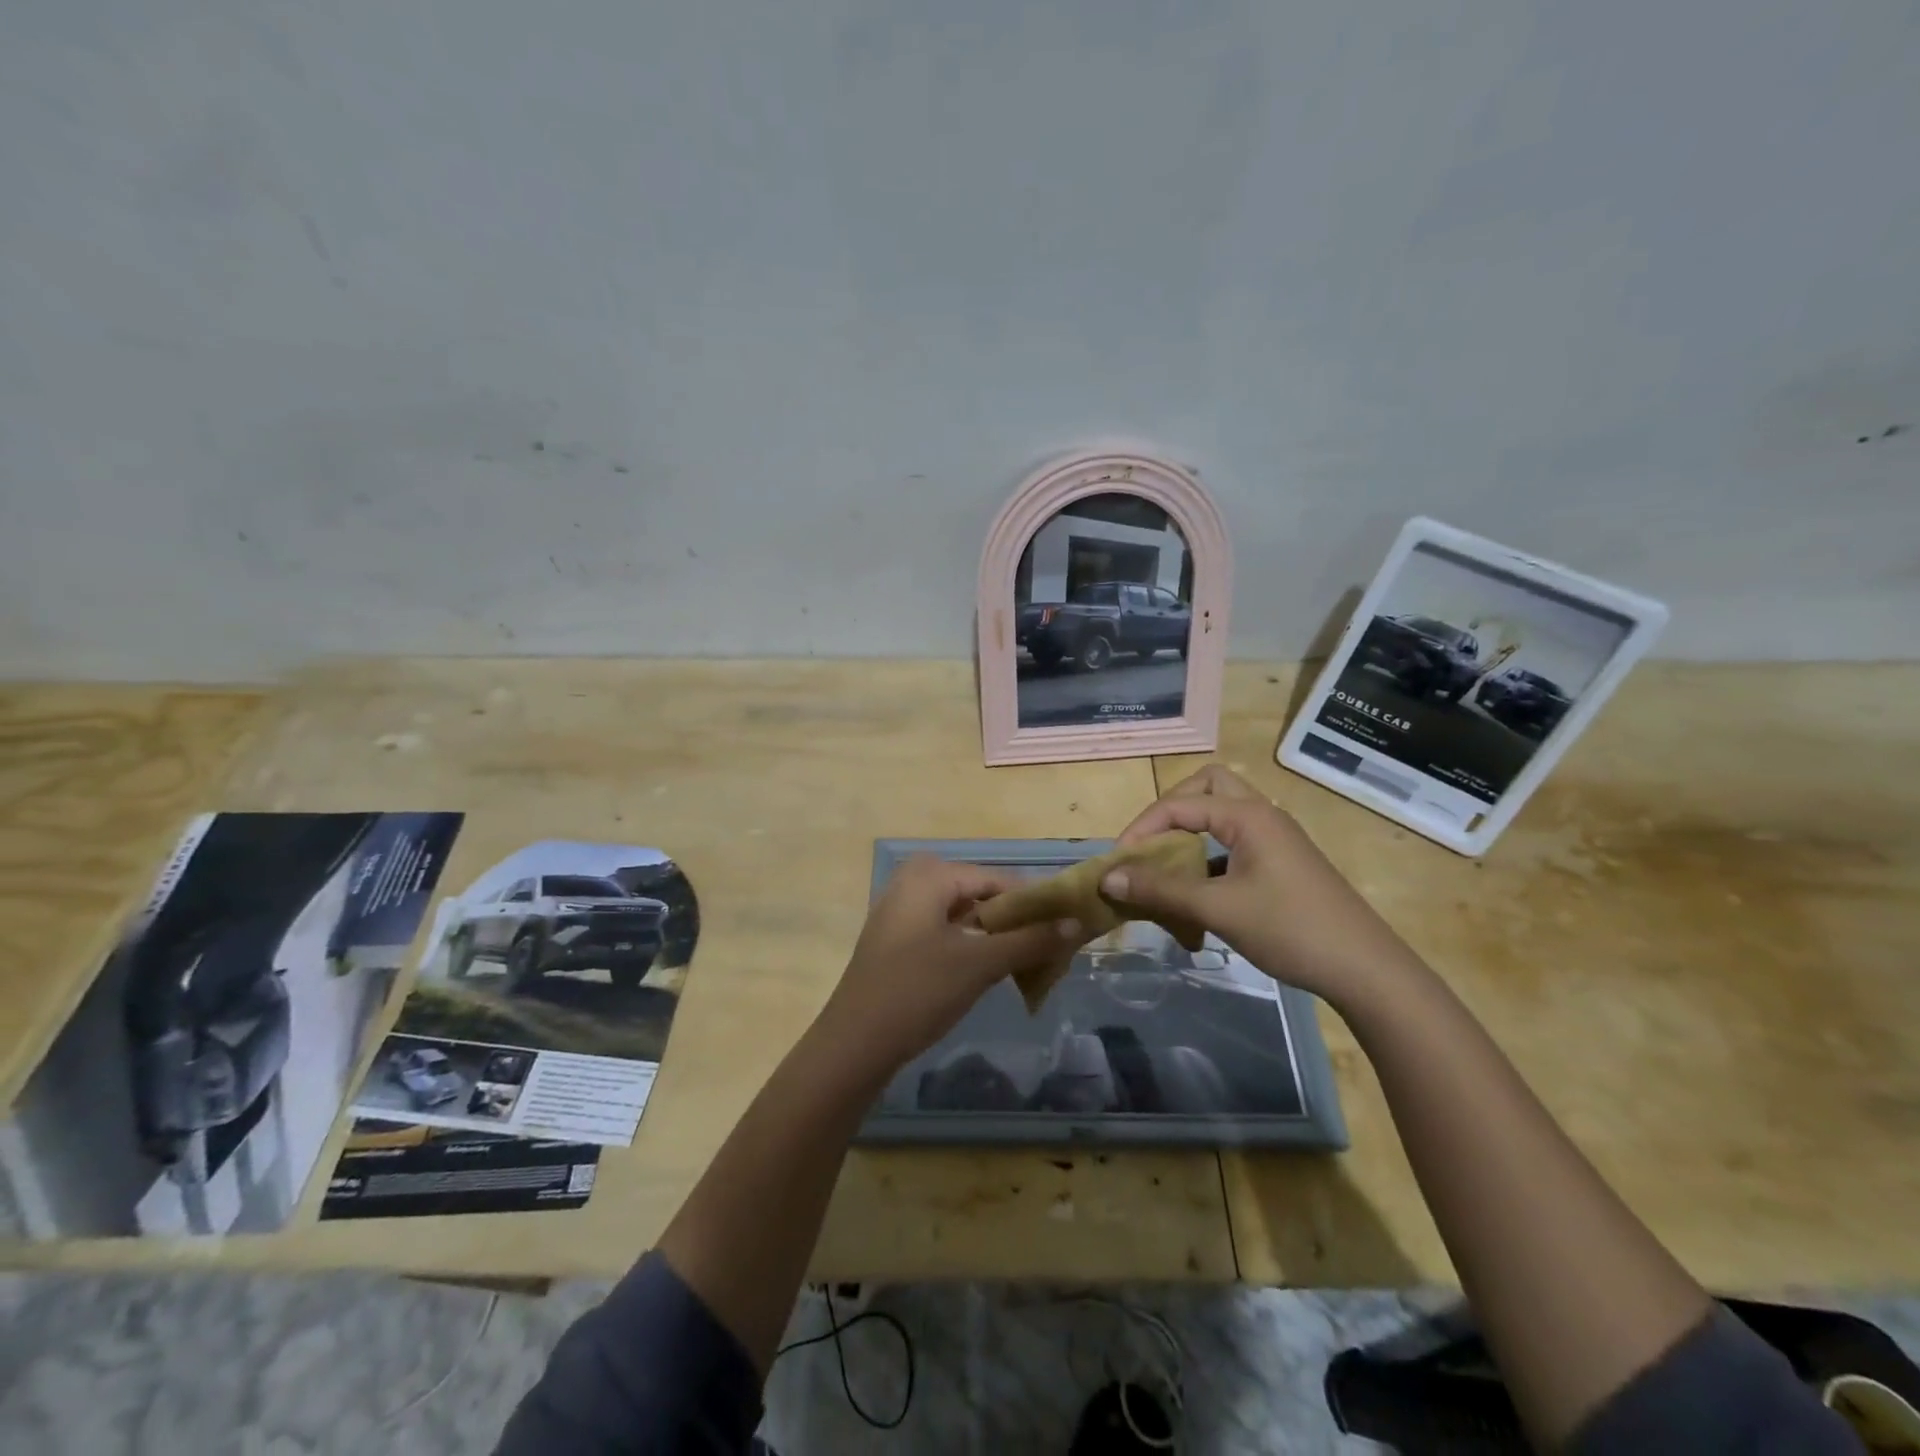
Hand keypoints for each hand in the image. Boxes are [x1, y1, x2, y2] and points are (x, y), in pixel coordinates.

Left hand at [813, 856, 1078, 1079]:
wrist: (854, 1044)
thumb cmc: (917, 991)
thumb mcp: (979, 963)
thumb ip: (1029, 940)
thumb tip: (1075, 923)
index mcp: (930, 874)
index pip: (999, 880)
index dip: (1035, 905)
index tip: (1067, 931)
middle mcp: (914, 882)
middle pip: (982, 896)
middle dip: (1017, 923)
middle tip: (1050, 952)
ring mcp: (903, 911)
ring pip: (965, 916)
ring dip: (997, 938)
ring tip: (1030, 965)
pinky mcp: (898, 940)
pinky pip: (946, 932)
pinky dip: (972, 948)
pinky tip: (993, 972)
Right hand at [1103, 765, 1422, 1006]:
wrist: (1365, 970)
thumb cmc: (1289, 929)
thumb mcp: (1217, 908)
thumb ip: (1160, 889)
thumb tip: (1108, 878)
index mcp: (1248, 816)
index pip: (1178, 804)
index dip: (1142, 828)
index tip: (1118, 862)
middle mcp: (1262, 816)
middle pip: (1206, 788)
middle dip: (1171, 810)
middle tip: (1150, 843)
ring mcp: (1275, 840)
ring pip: (1222, 816)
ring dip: (1190, 833)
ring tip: (1167, 868)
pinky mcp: (1282, 864)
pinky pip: (1235, 844)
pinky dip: (1209, 858)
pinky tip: (1199, 896)